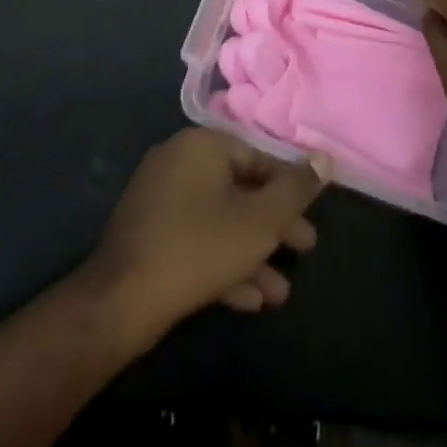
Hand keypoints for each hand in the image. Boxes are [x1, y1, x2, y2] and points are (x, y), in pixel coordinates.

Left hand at [85, 128, 329, 348]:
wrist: (122, 299)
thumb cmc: (199, 247)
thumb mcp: (259, 220)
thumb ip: (295, 189)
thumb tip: (324, 158)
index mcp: (202, 146)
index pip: (258, 158)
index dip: (289, 188)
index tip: (312, 217)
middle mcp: (178, 161)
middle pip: (239, 189)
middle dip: (274, 226)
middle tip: (304, 251)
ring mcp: (159, 198)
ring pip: (220, 220)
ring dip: (253, 254)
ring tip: (280, 294)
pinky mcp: (149, 234)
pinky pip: (196, 240)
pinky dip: (223, 264)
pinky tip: (250, 300)